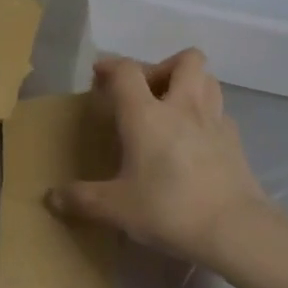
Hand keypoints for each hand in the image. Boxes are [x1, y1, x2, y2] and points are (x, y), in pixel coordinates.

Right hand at [48, 50, 274, 269]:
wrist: (234, 227)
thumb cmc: (169, 209)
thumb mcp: (117, 209)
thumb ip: (82, 200)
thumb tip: (51, 198)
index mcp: (147, 114)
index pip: (128, 71)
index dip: (111, 66)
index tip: (100, 75)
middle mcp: (183, 106)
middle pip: (183, 59)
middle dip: (163, 66)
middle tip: (147, 92)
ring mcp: (214, 120)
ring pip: (208, 78)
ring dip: (190, 83)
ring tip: (174, 107)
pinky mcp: (235, 140)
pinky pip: (220, 112)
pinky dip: (207, 115)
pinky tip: (197, 139)